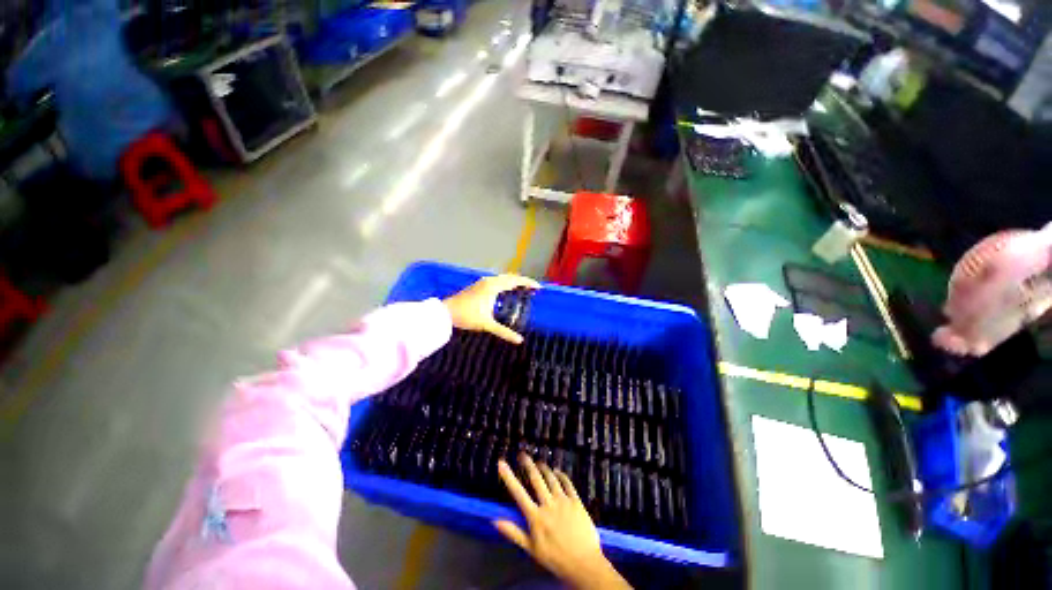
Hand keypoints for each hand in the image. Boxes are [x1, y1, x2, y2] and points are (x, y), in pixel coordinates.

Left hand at [443, 274, 539, 344]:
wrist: (446, 312)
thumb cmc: (466, 316)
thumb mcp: (487, 325)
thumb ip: (504, 332)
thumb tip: (520, 340)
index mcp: (493, 286)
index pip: (515, 281)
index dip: (528, 283)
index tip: (538, 288)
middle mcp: (488, 281)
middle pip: (510, 278)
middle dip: (522, 282)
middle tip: (532, 289)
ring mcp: (482, 283)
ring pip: (502, 279)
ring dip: (513, 283)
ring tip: (522, 290)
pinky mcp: (477, 286)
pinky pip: (496, 282)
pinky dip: (504, 285)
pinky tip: (505, 293)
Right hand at [495, 455, 630, 589]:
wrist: (581, 560)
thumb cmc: (553, 557)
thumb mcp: (530, 547)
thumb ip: (513, 532)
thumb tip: (494, 520)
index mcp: (535, 517)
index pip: (518, 493)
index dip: (508, 477)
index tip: (501, 464)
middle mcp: (549, 506)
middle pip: (537, 481)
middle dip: (529, 466)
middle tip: (523, 455)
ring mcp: (565, 503)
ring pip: (553, 481)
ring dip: (545, 470)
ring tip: (539, 462)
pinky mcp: (578, 504)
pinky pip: (569, 486)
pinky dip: (563, 477)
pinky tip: (559, 472)